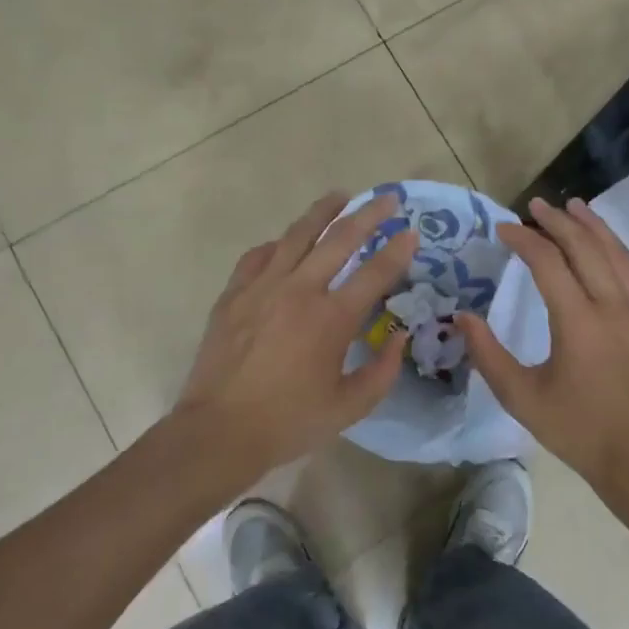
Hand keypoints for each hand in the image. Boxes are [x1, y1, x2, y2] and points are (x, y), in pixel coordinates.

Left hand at [171, 190, 414, 485]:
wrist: (218, 432)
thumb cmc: (289, 422)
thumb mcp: (349, 407)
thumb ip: (382, 371)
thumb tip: (398, 338)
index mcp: (331, 318)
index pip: (374, 272)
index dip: (397, 250)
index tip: (411, 233)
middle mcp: (299, 290)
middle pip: (340, 239)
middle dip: (368, 214)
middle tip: (386, 199)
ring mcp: (262, 287)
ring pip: (297, 235)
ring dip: (323, 212)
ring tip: (339, 196)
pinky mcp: (234, 294)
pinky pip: (258, 255)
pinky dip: (277, 244)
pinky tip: (285, 243)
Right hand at [458, 197, 628, 488]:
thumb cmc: (577, 428)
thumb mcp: (522, 397)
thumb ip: (488, 354)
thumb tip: (462, 318)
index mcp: (578, 321)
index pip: (548, 262)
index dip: (524, 239)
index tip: (504, 229)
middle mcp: (614, 306)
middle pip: (586, 246)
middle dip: (558, 221)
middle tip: (536, 205)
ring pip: (618, 254)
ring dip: (594, 226)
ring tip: (574, 207)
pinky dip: (621, 254)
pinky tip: (612, 249)